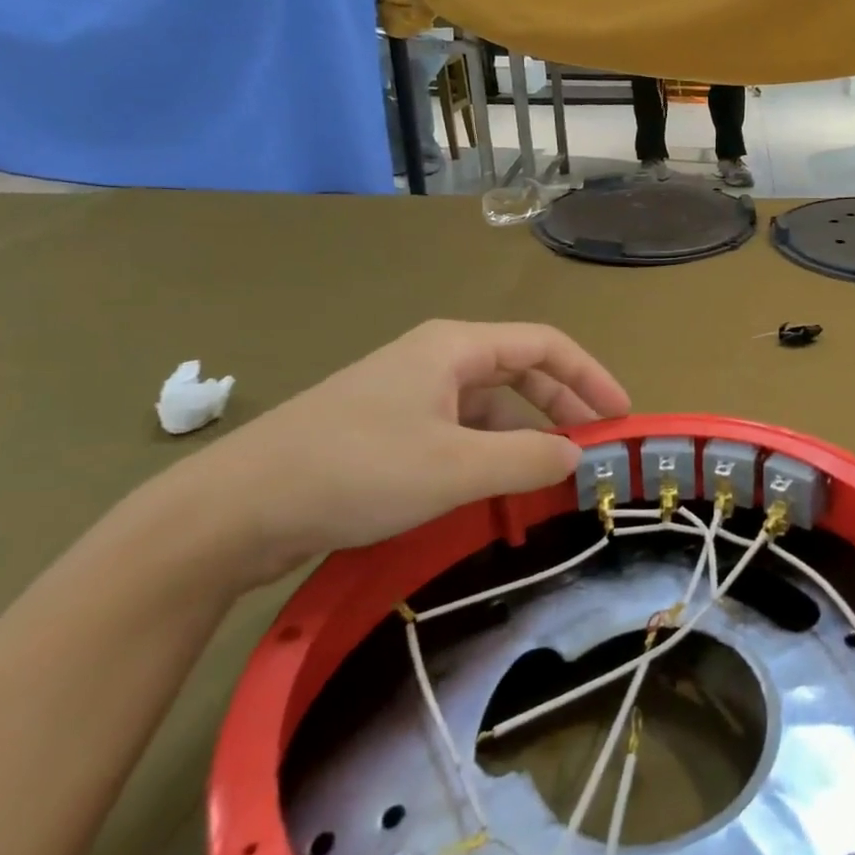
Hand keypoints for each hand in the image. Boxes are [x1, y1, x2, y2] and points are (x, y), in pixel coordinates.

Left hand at [174, 321, 629, 585]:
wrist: (233, 509)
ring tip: (551, 473)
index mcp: (455, 347)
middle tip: (595, 446)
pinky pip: (458, 430)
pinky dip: (489, 451)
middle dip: (564, 405)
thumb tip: (578, 455)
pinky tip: (495, 485)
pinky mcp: (385, 429)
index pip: (546, 345)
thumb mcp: (456, 468)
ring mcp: (407, 394)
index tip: (621, 416)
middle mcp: (434, 360)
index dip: (591, 377)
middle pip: (520, 371)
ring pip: (489, 405)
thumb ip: (529, 459)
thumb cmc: (356, 470)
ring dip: (526, 433)